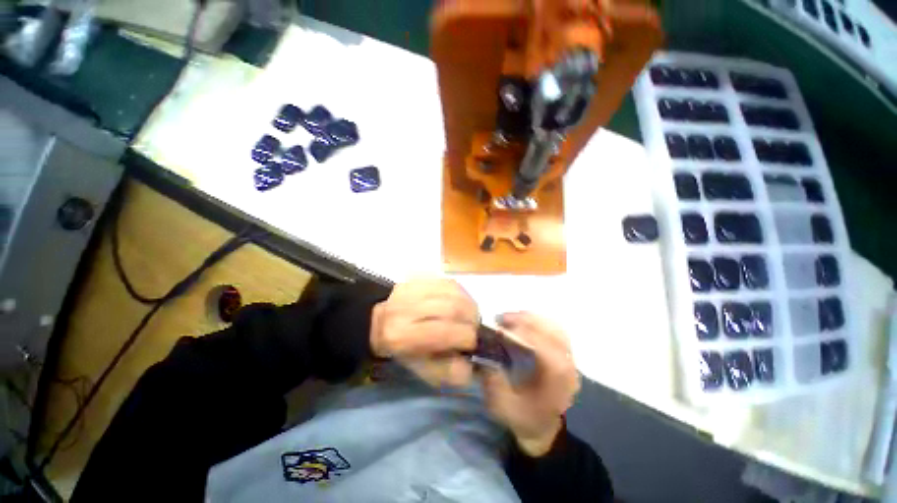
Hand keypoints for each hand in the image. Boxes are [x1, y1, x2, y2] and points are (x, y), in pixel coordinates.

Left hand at [370, 278, 477, 387]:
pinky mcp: (416, 278)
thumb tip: (471, 364)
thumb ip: (448, 371)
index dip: (467, 337)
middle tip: (474, 327)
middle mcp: (405, 309)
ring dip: (468, 304)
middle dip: (471, 318)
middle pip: (451, 307)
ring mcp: (410, 289)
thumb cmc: (404, 351)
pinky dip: (461, 292)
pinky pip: (447, 281)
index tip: (472, 342)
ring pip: (452, 291)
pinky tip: (461, 302)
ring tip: (470, 315)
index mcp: (403, 336)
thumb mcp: (423, 370)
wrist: (381, 324)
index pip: (444, 332)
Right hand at [482, 312, 579, 456]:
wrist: (543, 426)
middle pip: (552, 331)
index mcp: (557, 379)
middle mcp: (568, 365)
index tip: (500, 328)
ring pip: (554, 326)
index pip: (545, 347)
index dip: (522, 332)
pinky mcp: (564, 353)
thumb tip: (485, 355)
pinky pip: (553, 328)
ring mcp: (569, 357)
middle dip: (525, 320)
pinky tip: (521, 322)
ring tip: (509, 318)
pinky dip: (537, 321)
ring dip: (531, 318)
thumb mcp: (502, 406)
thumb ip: (493, 381)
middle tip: (501, 318)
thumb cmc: (523, 417)